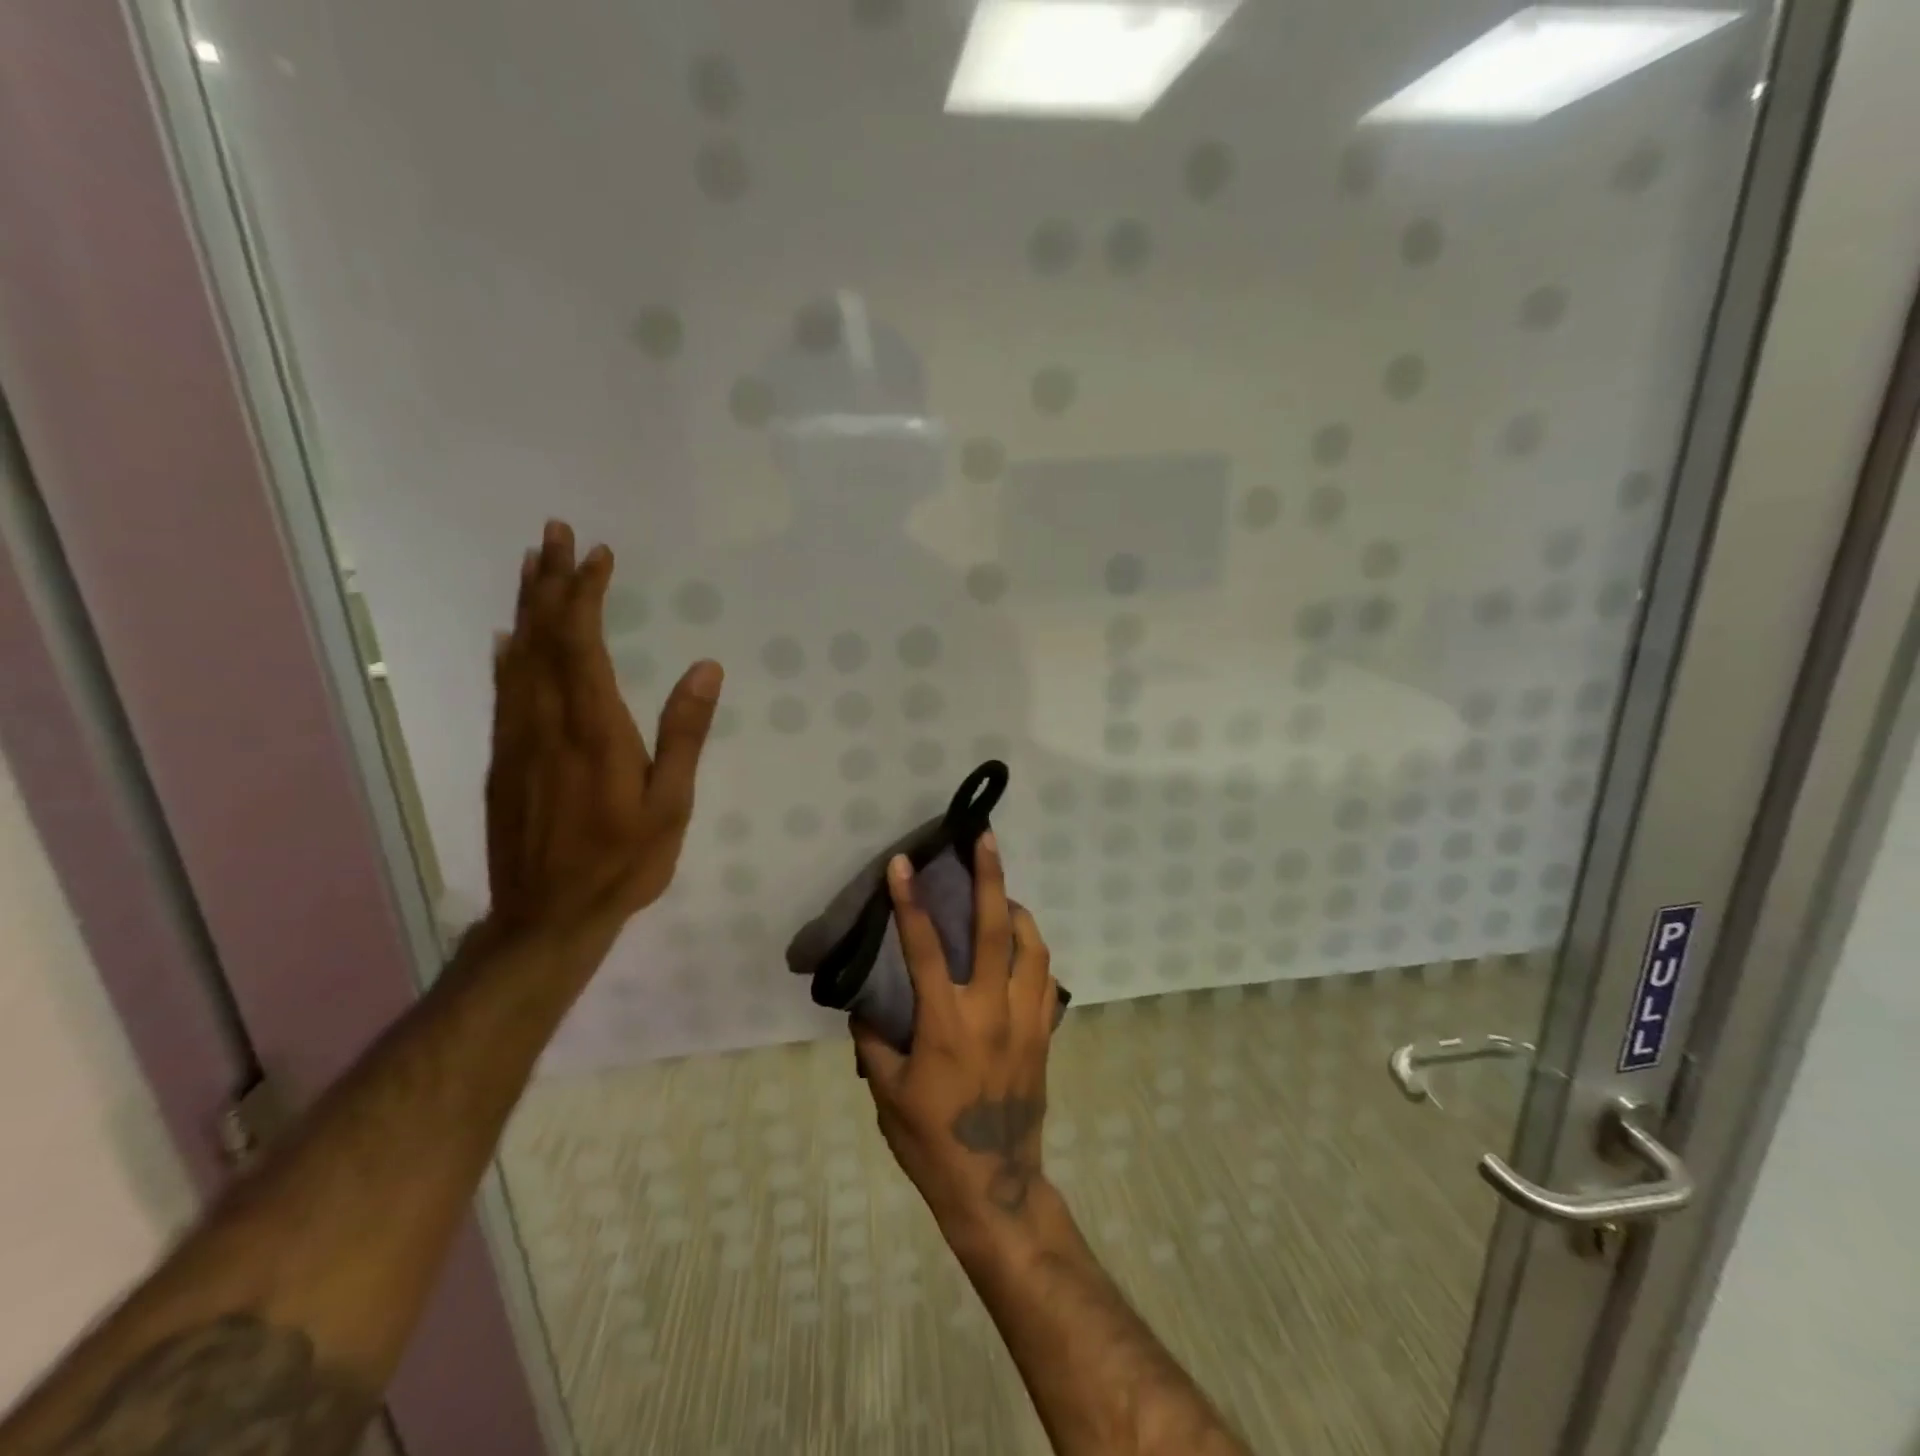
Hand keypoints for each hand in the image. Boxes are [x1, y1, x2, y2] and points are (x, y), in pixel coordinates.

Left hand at [484, 520, 722, 942]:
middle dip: (549, 581)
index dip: (586, 594)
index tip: (598, 555)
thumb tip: (706, 667)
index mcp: (593, 729)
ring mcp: (518, 739)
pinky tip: (510, 638)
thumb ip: (685, 733)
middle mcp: (547, 722)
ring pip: (516, 657)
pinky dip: (509, 654)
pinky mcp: (504, 760)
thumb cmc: (623, 862)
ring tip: (533, 566)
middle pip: (541, 637)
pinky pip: (504, 690)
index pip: (582, 643)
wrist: (546, 917)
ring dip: (526, 607)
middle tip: (555, 533)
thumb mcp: (670, 803)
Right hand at [851, 835, 1059, 1243]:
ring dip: (1018, 910)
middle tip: (985, 838)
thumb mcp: (887, 1093)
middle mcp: (991, 1010)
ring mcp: (1025, 1020)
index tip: (903, 863)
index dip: (911, 902)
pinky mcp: (1044, 1033)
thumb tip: (865, 1003)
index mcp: (946, 1023)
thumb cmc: (932, 1142)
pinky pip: (1045, 978)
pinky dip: (1033, 950)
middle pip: (996, 929)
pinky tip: (1019, 946)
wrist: (994, 1185)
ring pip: (1033, 946)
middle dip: (990, 877)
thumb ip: (874, 1040)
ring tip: (1002, 895)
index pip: (925, 948)